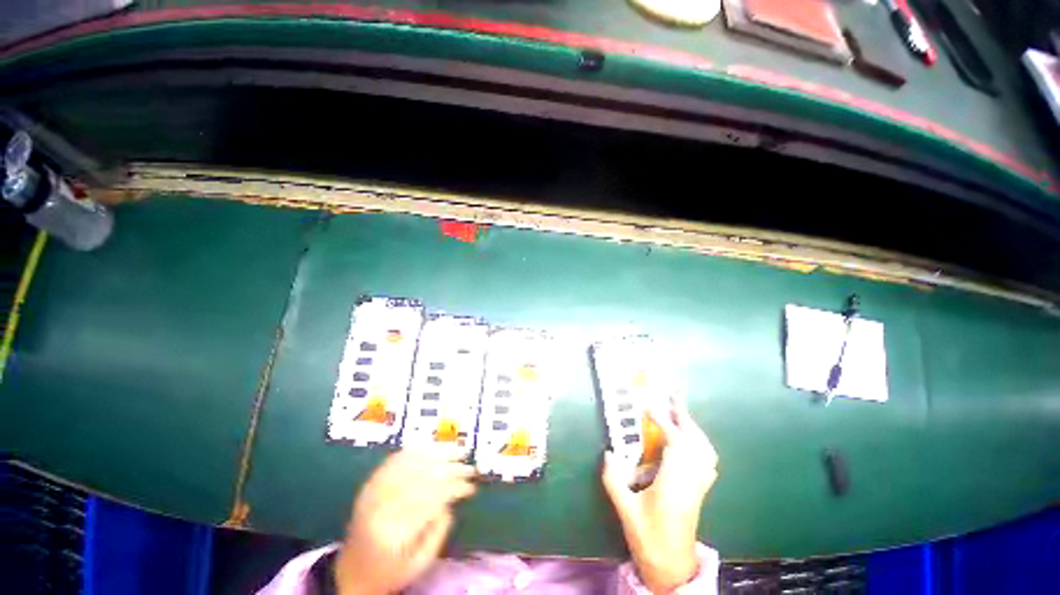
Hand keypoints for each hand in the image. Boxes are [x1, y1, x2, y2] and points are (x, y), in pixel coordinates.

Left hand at [334, 450, 476, 594]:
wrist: (352, 572)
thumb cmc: (389, 573)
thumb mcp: (420, 563)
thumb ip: (438, 531)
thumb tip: (452, 499)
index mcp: (392, 533)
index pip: (430, 500)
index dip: (454, 488)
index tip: (471, 486)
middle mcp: (380, 507)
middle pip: (422, 478)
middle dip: (451, 469)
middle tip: (470, 467)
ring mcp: (372, 492)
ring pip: (410, 463)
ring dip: (438, 454)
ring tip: (458, 450)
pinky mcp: (370, 484)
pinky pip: (395, 460)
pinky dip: (417, 451)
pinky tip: (433, 448)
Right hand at [602, 399, 718, 593]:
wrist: (672, 569)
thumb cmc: (649, 540)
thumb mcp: (626, 511)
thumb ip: (614, 480)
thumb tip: (608, 453)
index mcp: (674, 484)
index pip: (673, 443)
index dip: (662, 420)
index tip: (647, 405)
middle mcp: (691, 481)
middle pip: (695, 441)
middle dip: (683, 416)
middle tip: (671, 396)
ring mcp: (699, 486)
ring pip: (705, 450)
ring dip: (692, 428)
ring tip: (678, 414)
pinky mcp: (701, 491)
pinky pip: (707, 460)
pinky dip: (699, 443)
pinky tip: (689, 441)